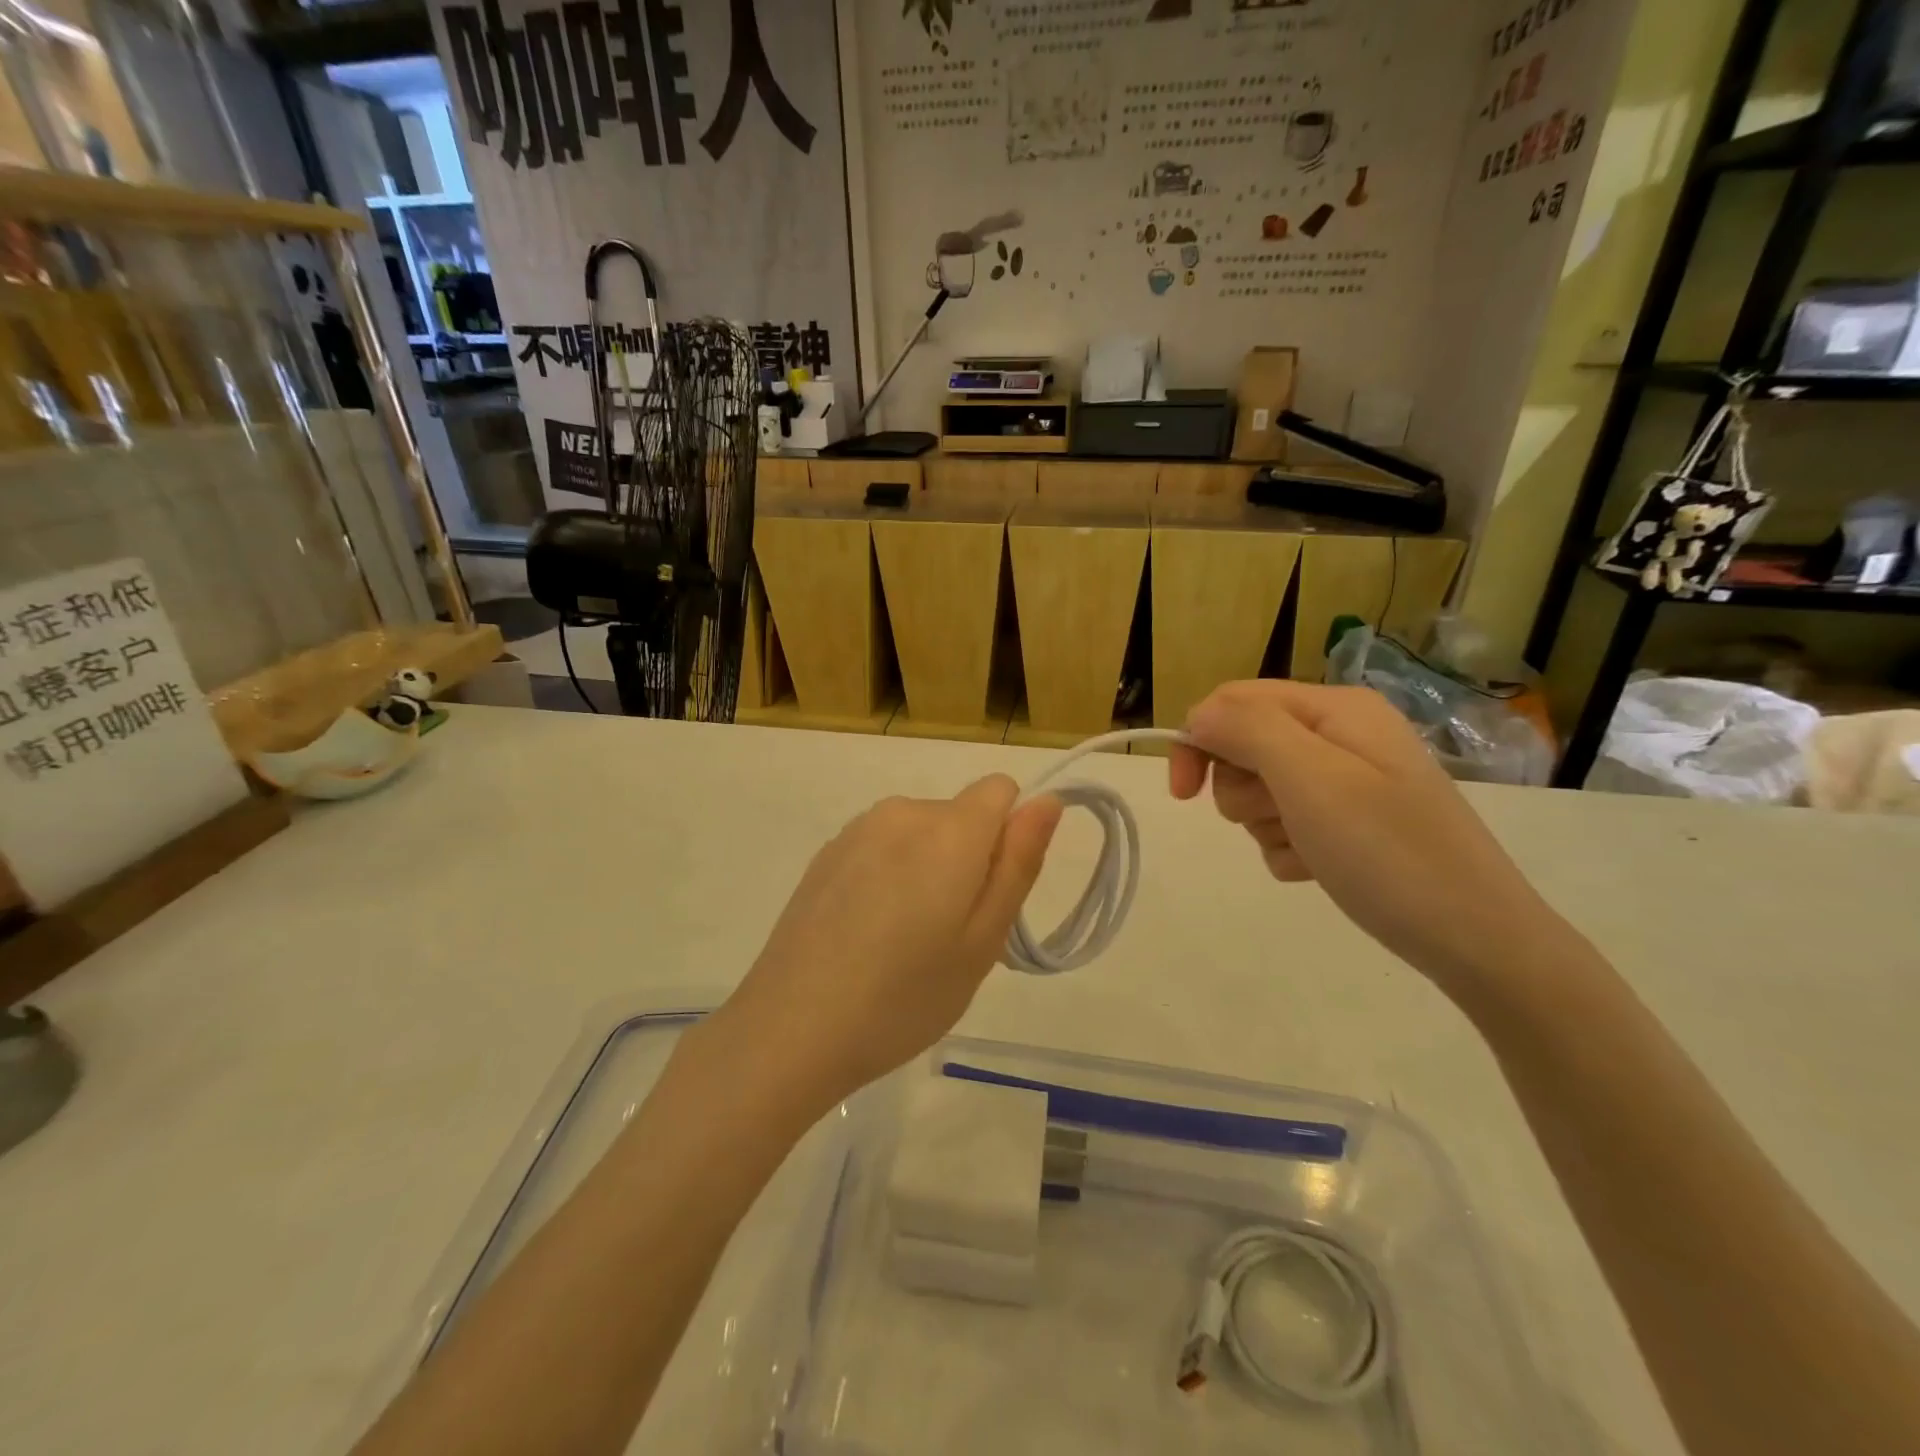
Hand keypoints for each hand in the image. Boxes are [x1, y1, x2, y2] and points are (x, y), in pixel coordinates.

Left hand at [719, 777, 1062, 1105]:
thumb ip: (1018, 862)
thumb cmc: (905, 996)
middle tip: (950, 936)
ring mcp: (856, 831)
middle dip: (969, 860)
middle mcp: (902, 812)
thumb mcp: (983, 941)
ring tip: (905, 941)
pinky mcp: (826, 854)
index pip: (1000, 790)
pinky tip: (865, 934)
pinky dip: (890, 876)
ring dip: (928, 869)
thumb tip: (1047, 800)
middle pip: (960, 815)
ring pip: (920, 833)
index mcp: (948, 829)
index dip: (1009, 836)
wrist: (791, 1029)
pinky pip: (882, 847)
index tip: (991, 893)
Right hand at [1169, 681, 1564, 990]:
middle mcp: (1340, 735)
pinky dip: (1286, 848)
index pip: (1234, 701)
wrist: (1476, 940)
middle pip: (1245, 745)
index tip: (1183, 794)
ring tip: (1306, 848)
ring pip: (1260, 789)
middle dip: (1242, 788)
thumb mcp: (1311, 779)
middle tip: (1279, 818)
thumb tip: (1199, 716)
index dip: (1199, 740)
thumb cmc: (1388, 852)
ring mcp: (1347, 781)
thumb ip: (1248, 731)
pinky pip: (1285, 825)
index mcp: (1335, 708)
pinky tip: (1317, 868)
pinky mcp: (1349, 824)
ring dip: (1264, 823)